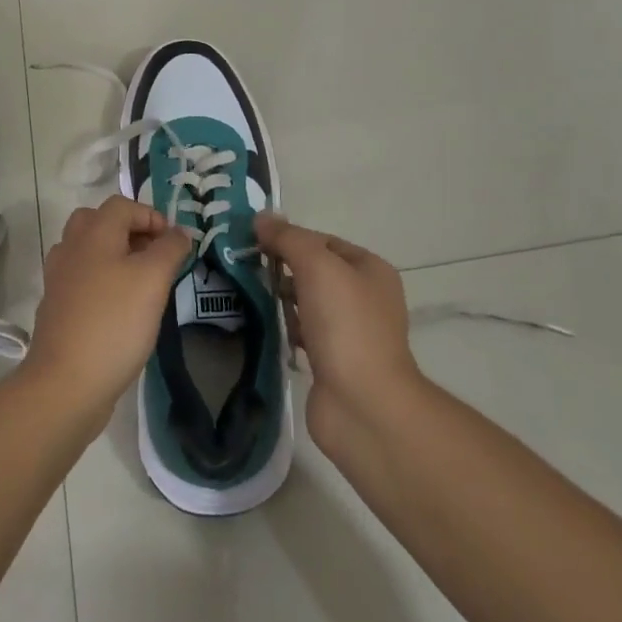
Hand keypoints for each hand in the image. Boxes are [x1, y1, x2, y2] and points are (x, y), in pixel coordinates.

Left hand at [25, 196, 192, 433]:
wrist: (65, 383)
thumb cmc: (114, 323)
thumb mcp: (153, 280)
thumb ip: (170, 249)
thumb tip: (180, 231)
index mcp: (93, 233)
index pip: (122, 205)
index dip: (151, 216)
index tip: (173, 244)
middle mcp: (71, 248)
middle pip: (99, 222)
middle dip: (129, 232)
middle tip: (153, 257)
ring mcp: (59, 279)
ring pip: (88, 251)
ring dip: (115, 256)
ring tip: (140, 283)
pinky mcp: (57, 308)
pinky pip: (82, 279)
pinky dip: (102, 282)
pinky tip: (120, 308)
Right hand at [256, 214, 422, 453]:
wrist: (363, 405)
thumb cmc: (345, 325)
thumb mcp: (317, 265)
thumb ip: (288, 238)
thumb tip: (261, 217)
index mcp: (371, 269)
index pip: (324, 240)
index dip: (291, 238)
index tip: (256, 243)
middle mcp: (367, 297)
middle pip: (316, 271)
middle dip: (284, 269)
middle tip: (250, 269)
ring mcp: (352, 332)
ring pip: (309, 302)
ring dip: (284, 300)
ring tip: (255, 297)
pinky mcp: (336, 362)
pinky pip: (306, 333)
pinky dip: (289, 330)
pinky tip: (272, 330)